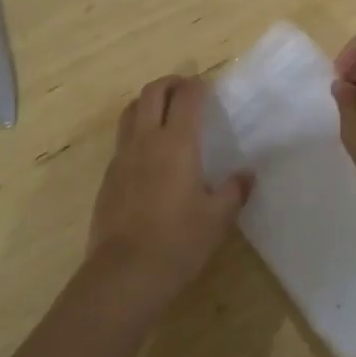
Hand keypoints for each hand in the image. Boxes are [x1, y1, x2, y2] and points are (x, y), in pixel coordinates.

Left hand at [86, 75, 253, 315]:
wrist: (124, 274)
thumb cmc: (178, 242)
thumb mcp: (217, 219)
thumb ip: (234, 191)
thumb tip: (247, 174)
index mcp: (177, 143)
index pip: (187, 97)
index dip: (198, 86)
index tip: (207, 87)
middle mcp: (146, 140)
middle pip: (152, 92)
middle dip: (170, 83)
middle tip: (186, 89)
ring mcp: (122, 156)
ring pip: (131, 111)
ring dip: (148, 102)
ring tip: (164, 112)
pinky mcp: (108, 176)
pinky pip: (122, 139)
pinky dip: (136, 131)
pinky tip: (149, 154)